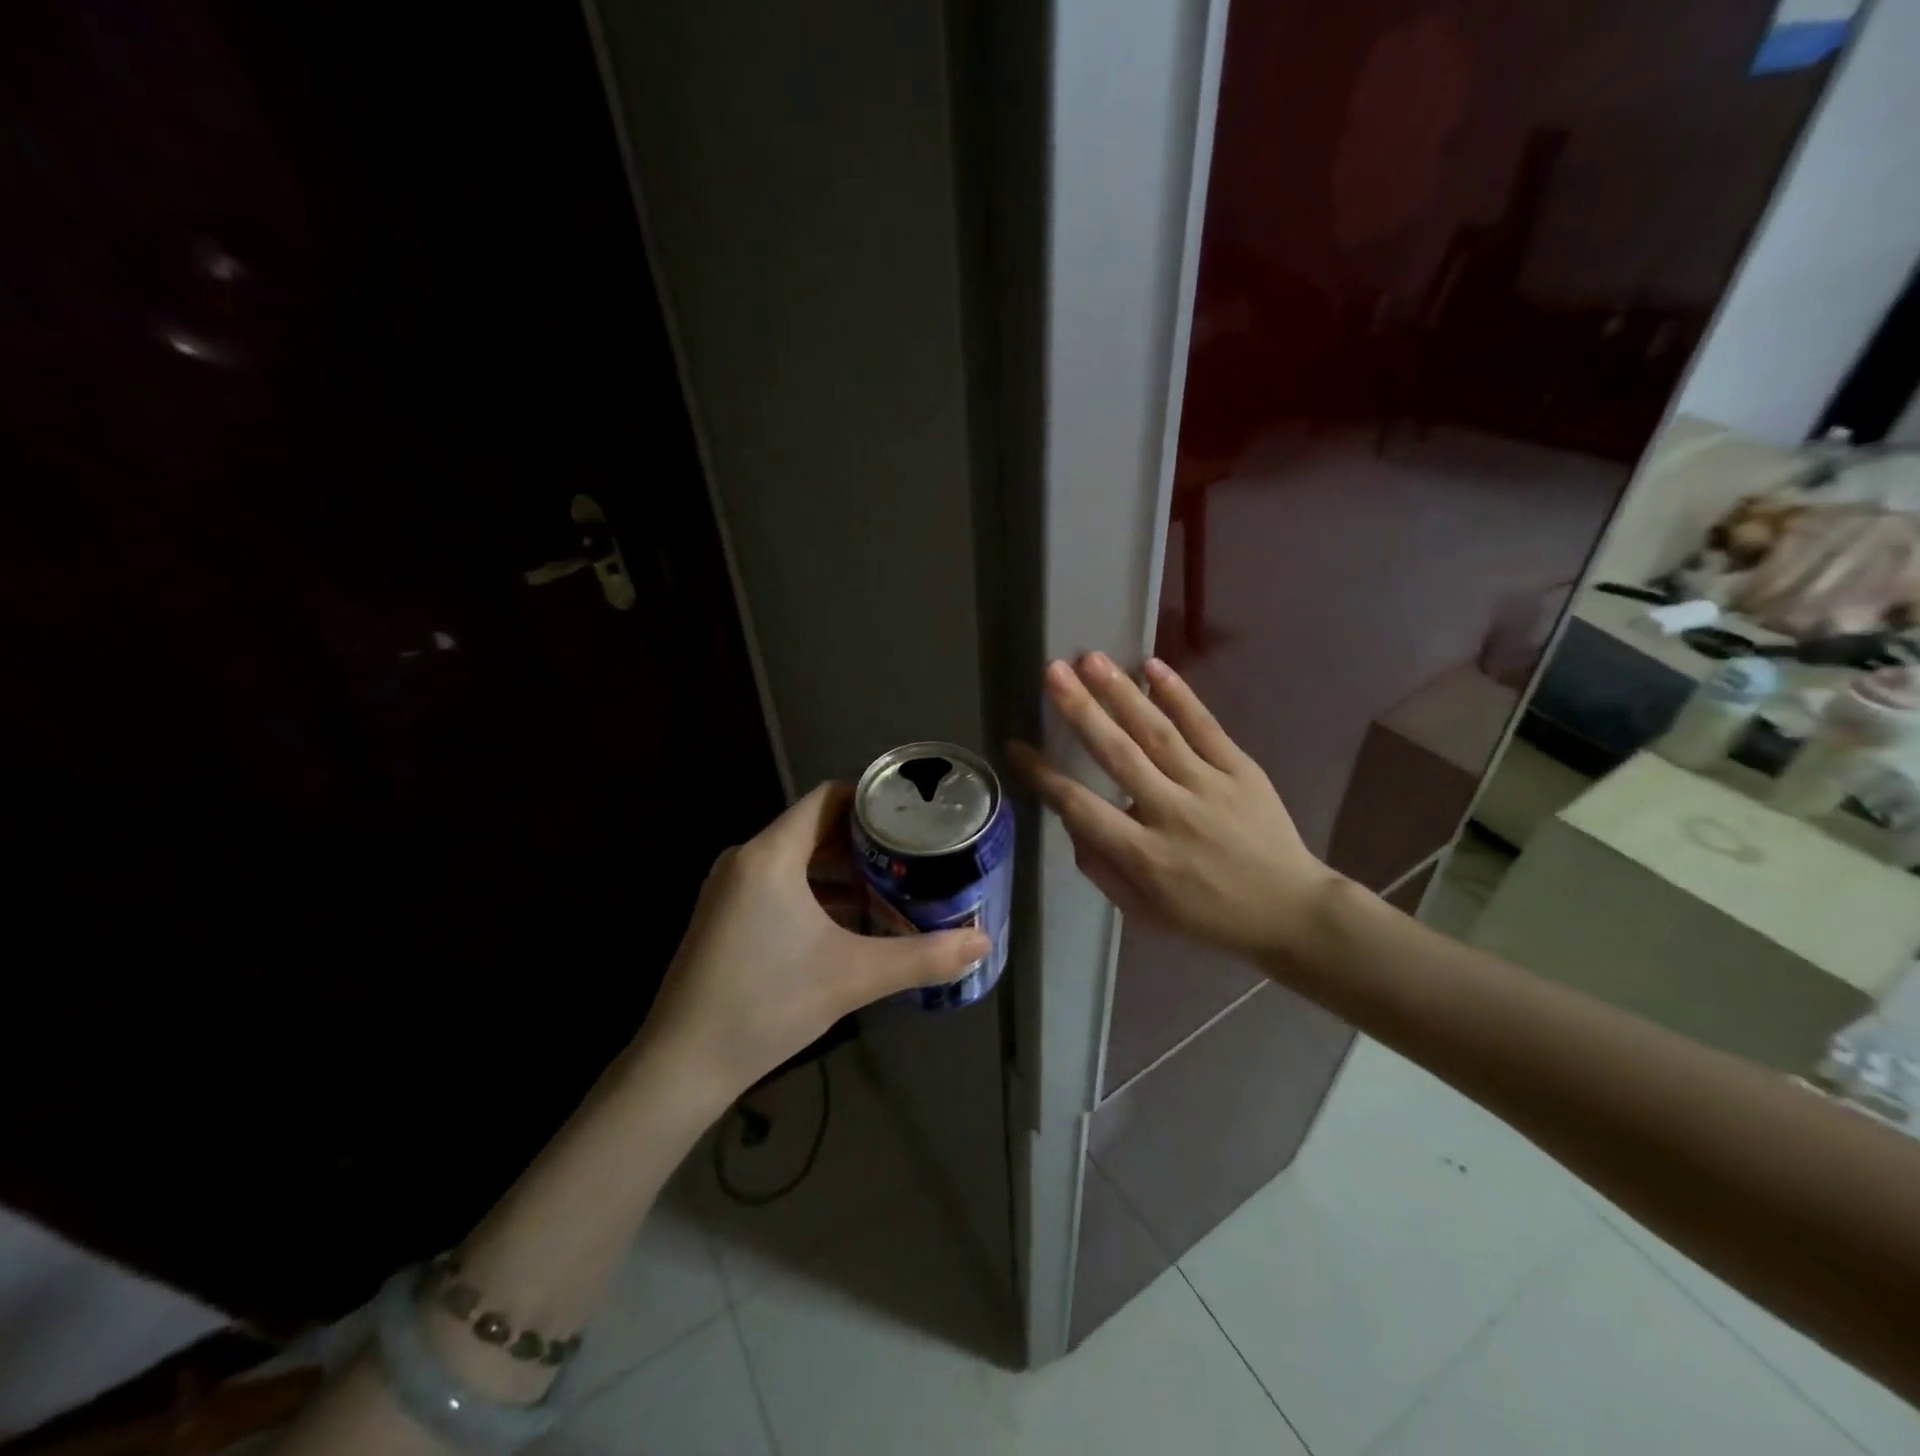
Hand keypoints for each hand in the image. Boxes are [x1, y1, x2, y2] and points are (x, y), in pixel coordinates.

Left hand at [637, 783, 989, 1107]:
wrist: (682, 1065)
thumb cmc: (767, 1004)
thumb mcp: (854, 976)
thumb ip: (923, 957)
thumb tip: (982, 944)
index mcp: (771, 855)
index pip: (827, 799)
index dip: (871, 800)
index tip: (912, 815)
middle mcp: (746, 859)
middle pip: (815, 828)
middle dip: (865, 839)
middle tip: (914, 853)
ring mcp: (730, 888)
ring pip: (797, 859)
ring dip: (842, 869)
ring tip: (891, 884)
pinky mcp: (725, 916)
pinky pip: (779, 884)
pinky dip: (815, 891)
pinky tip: (849, 920)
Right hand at [1011, 653, 1335, 959]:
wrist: (1291, 910)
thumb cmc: (1208, 916)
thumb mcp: (1144, 912)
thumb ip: (1102, 868)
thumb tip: (1072, 822)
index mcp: (1145, 856)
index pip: (1082, 808)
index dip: (1045, 776)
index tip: (1016, 746)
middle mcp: (1172, 814)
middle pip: (1119, 755)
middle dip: (1081, 711)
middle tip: (1052, 672)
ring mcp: (1210, 787)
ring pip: (1158, 732)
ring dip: (1121, 693)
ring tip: (1091, 659)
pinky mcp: (1241, 770)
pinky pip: (1206, 727)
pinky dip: (1179, 695)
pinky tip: (1153, 667)